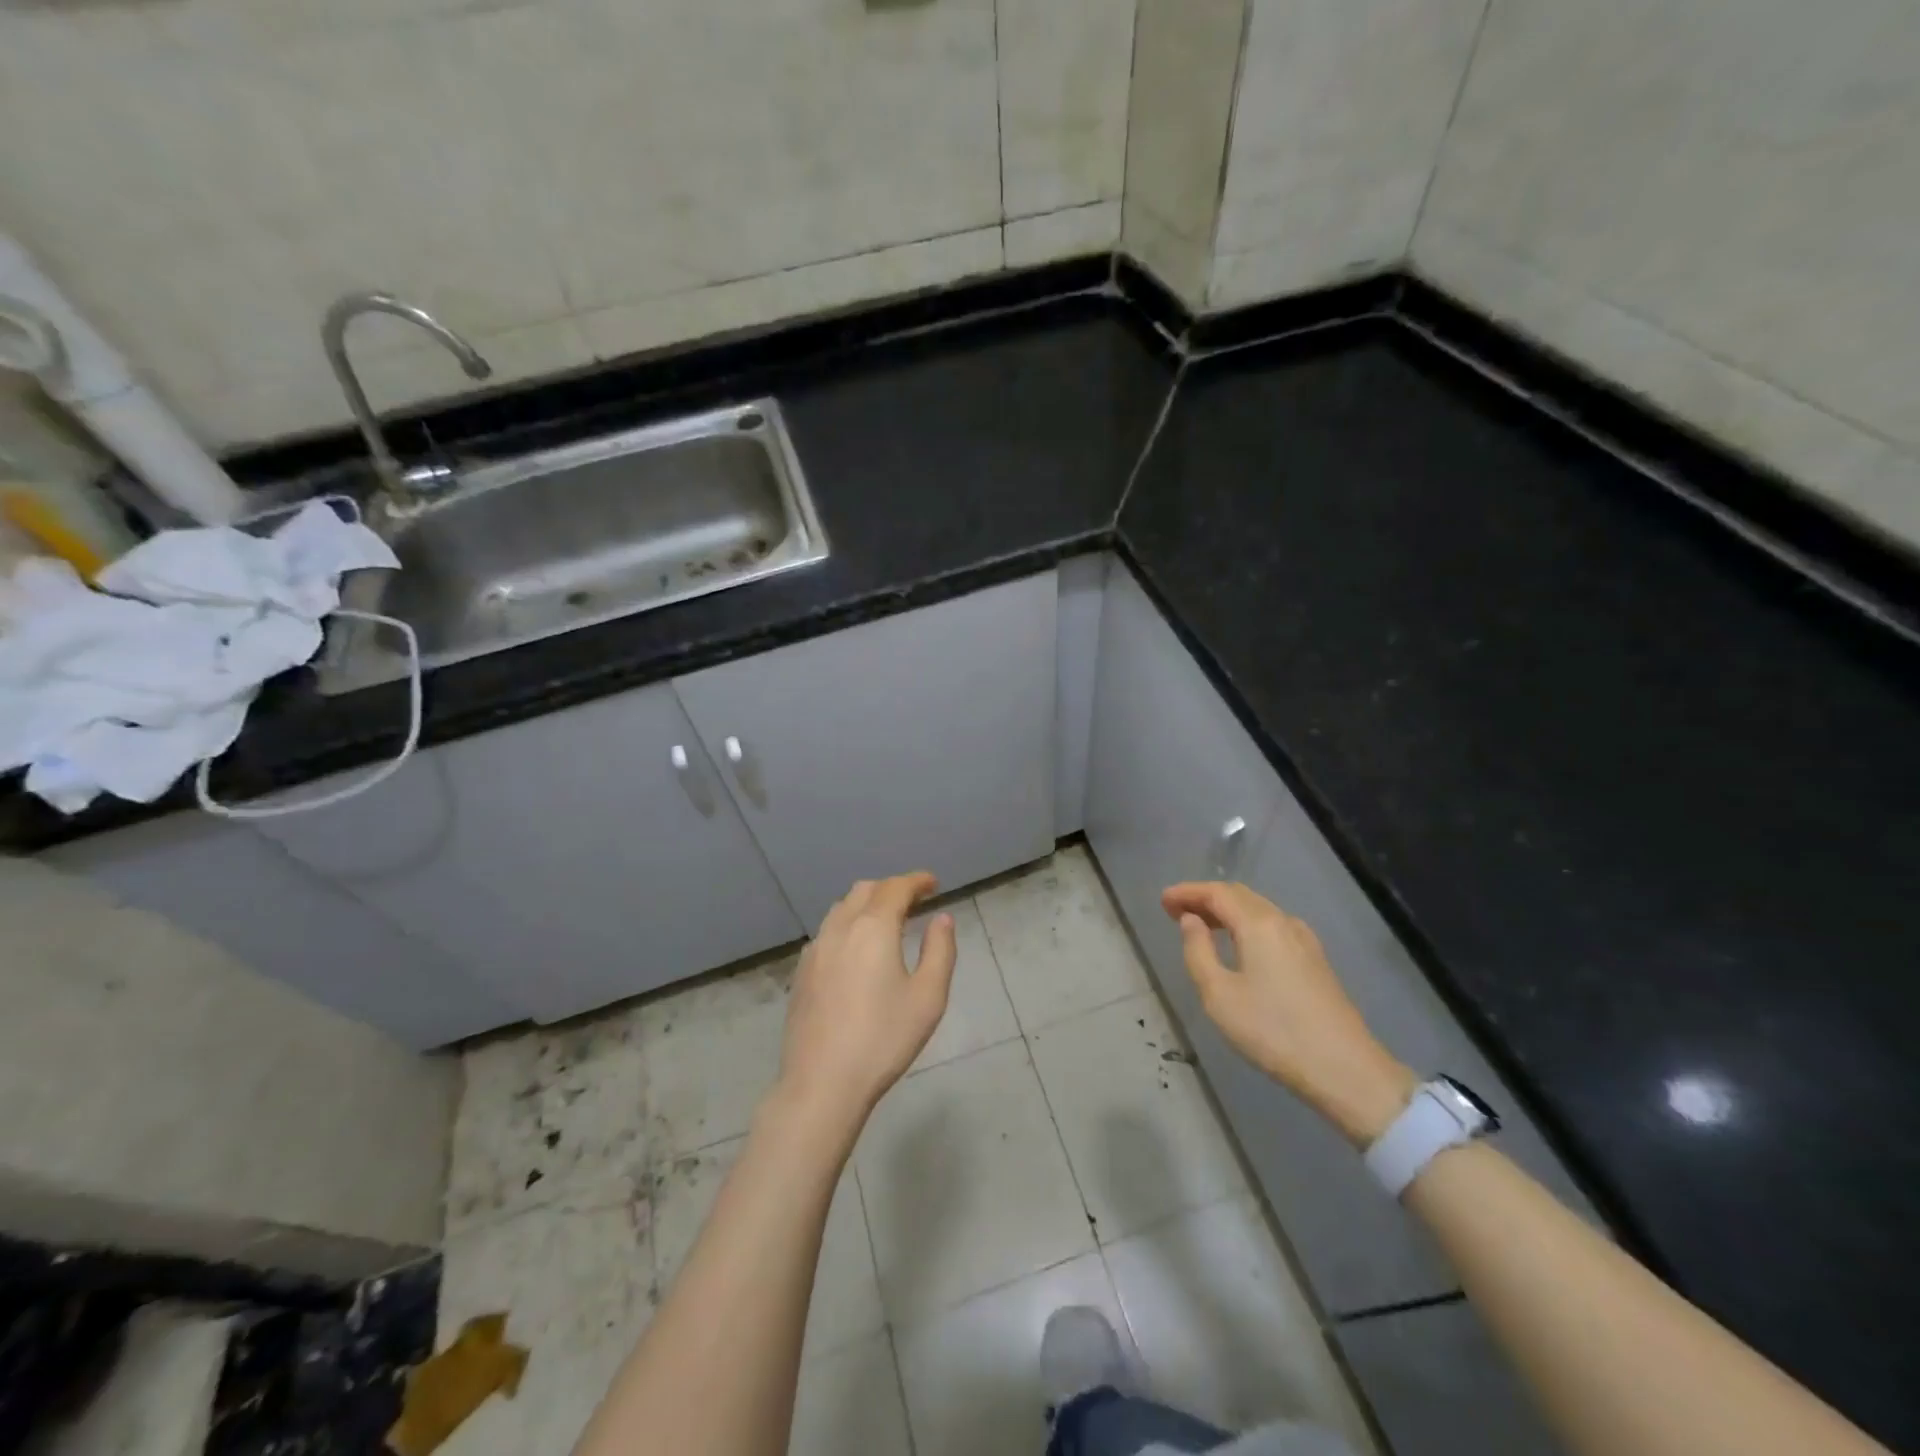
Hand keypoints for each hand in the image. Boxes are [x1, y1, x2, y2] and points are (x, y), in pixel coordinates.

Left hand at [773, 873, 957, 1131]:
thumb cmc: (883, 1039)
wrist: (822, 1083)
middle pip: (865, 891)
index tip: (933, 884)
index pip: (895, 888)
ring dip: (867, 904)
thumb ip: (940, 951)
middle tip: (914, 901)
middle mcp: (840, 929)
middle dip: (891, 888)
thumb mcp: (928, 997)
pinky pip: (828, 932)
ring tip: (887, 921)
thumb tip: (941, 919)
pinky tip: (857, 950)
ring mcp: (815, 950)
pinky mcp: (802, 973)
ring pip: (842, 909)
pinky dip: (848, 925)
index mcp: (873, 928)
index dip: (916, 881)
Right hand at [1162, 882, 1415, 1146]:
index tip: (1163, 900)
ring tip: (1200, 926)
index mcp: (1259, 924)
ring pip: (1258, 911)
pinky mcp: (1315, 960)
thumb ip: (1198, 951)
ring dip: (1226, 912)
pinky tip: (1237, 945)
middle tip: (1176, 911)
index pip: (1217, 893)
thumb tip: (1191, 921)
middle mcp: (1283, 922)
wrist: (1346, 1070)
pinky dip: (1245, 925)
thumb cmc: (1273, 1031)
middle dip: (1205, 898)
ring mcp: (1304, 940)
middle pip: (1239, 896)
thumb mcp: (1219, 995)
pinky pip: (1272, 927)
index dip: (1187, 892)